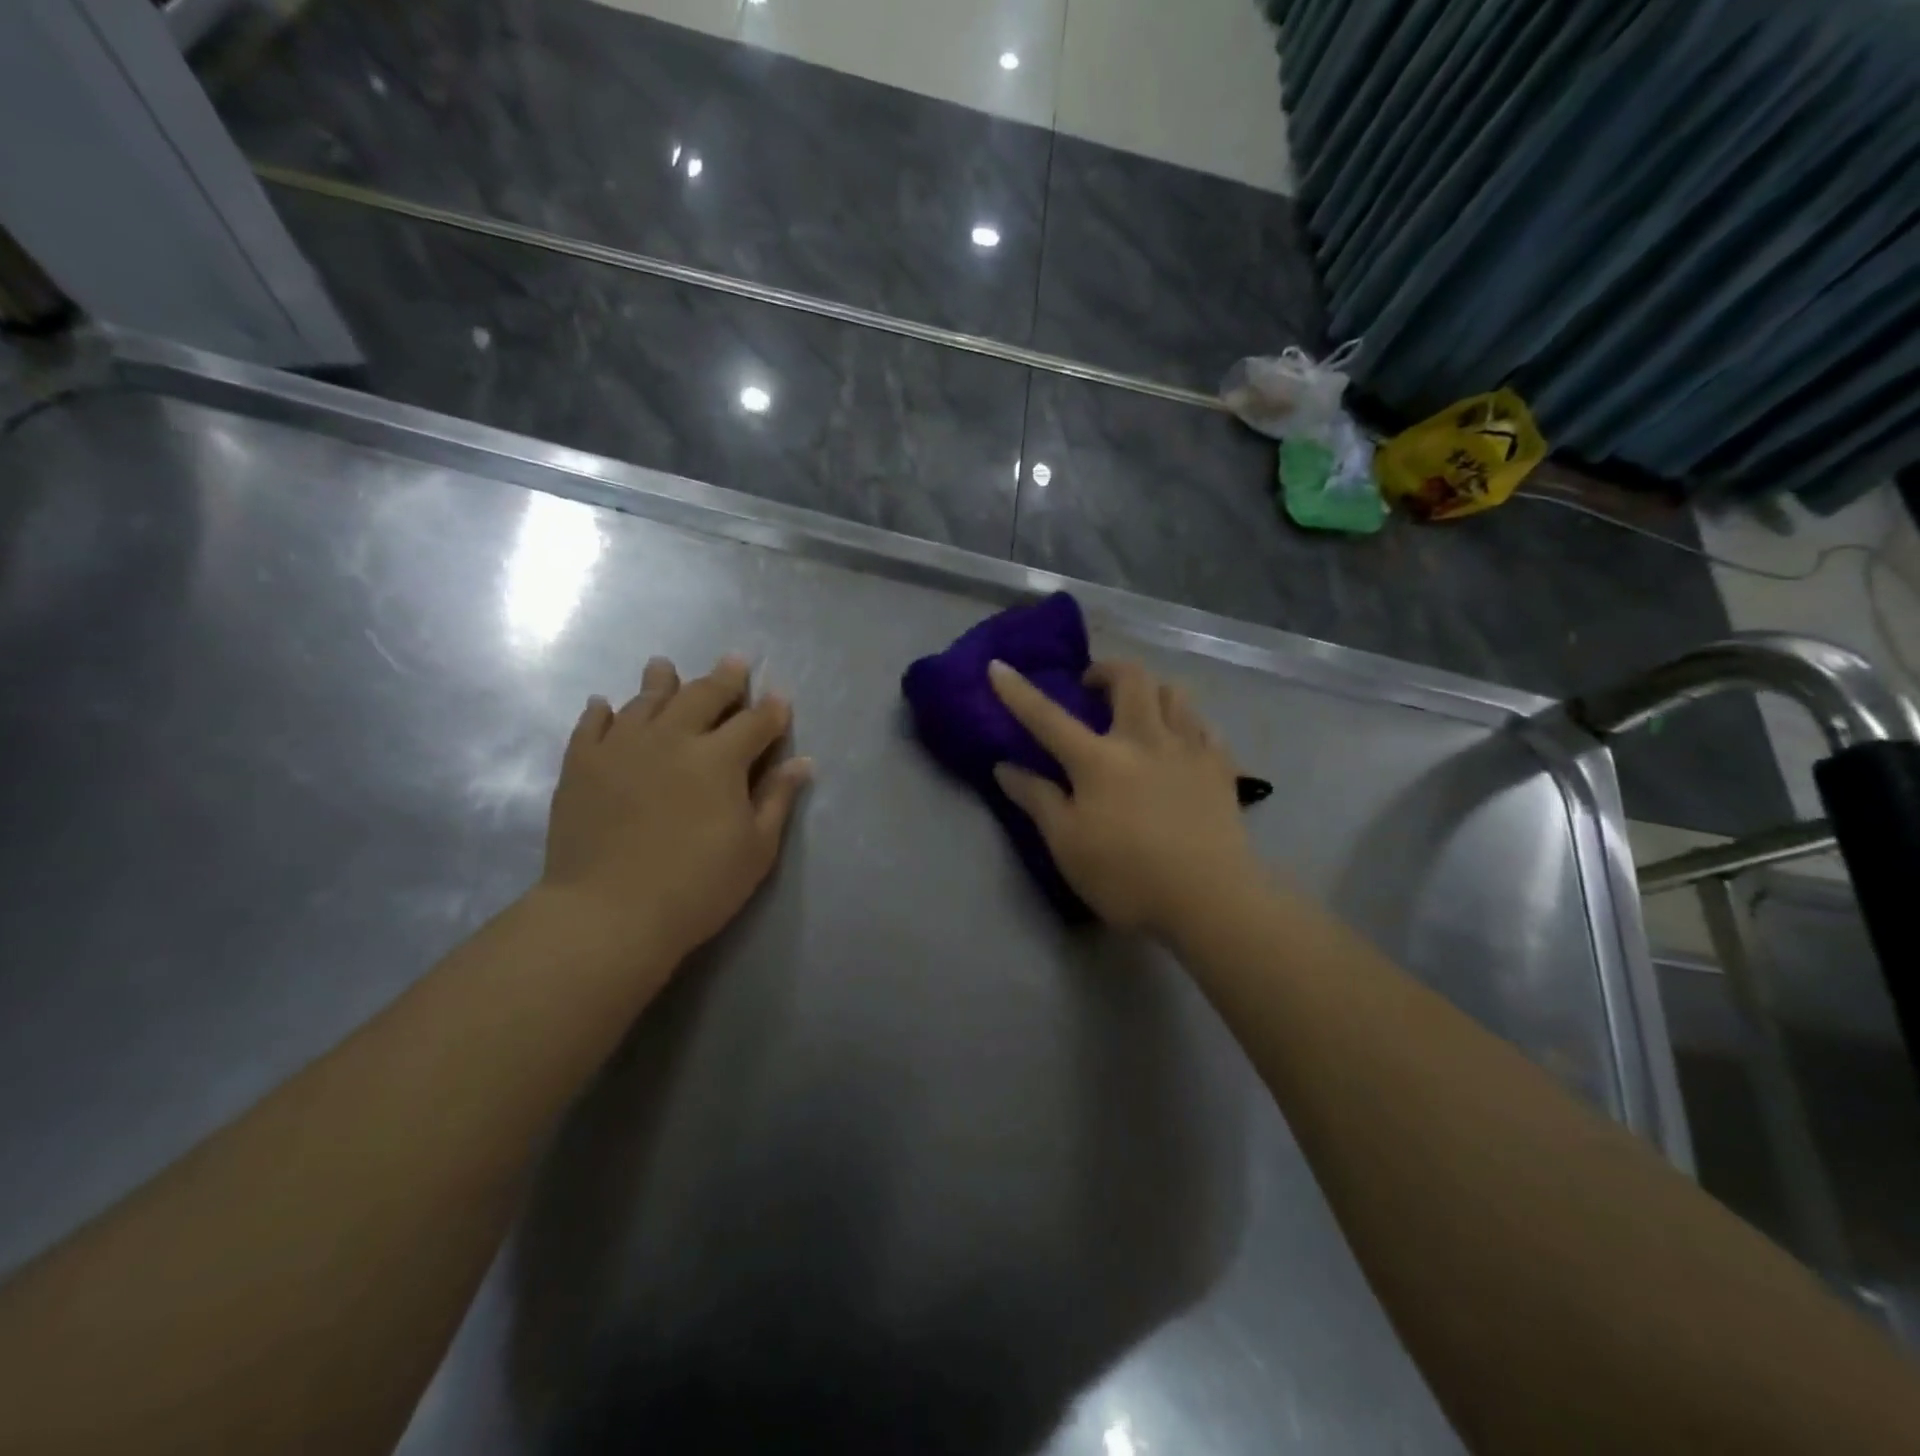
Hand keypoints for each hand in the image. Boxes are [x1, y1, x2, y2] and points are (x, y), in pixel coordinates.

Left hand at [540, 655, 811, 972]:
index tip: (780, 699)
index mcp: (719, 758)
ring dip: (661, 681)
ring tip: (665, 666)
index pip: (755, 723)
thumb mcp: (755, 849)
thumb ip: (777, 799)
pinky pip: (591, 727)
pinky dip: (601, 712)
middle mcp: (672, 738)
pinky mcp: (580, 765)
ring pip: (645, 702)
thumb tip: (802, 762)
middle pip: (702, 696)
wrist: (608, 914)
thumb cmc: (697, 886)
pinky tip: (605, 704)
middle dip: (724, 678)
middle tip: (734, 662)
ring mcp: (621, 747)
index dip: (772, 710)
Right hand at [990, 658, 1260, 935]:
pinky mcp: (1221, 767)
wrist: (1210, 900)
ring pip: (1172, 692)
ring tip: (1139, 710)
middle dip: (1106, 670)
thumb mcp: (1068, 845)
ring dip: (1149, 689)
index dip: (1018, 691)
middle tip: (1092, 687)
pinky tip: (1181, 739)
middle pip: (1129, 679)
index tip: (998, 666)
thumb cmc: (1128, 877)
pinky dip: (1186, 721)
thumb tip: (1004, 767)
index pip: (1048, 717)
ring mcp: (1188, 749)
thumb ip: (1037, 800)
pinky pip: (1204, 724)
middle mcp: (1144, 740)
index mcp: (1098, 760)